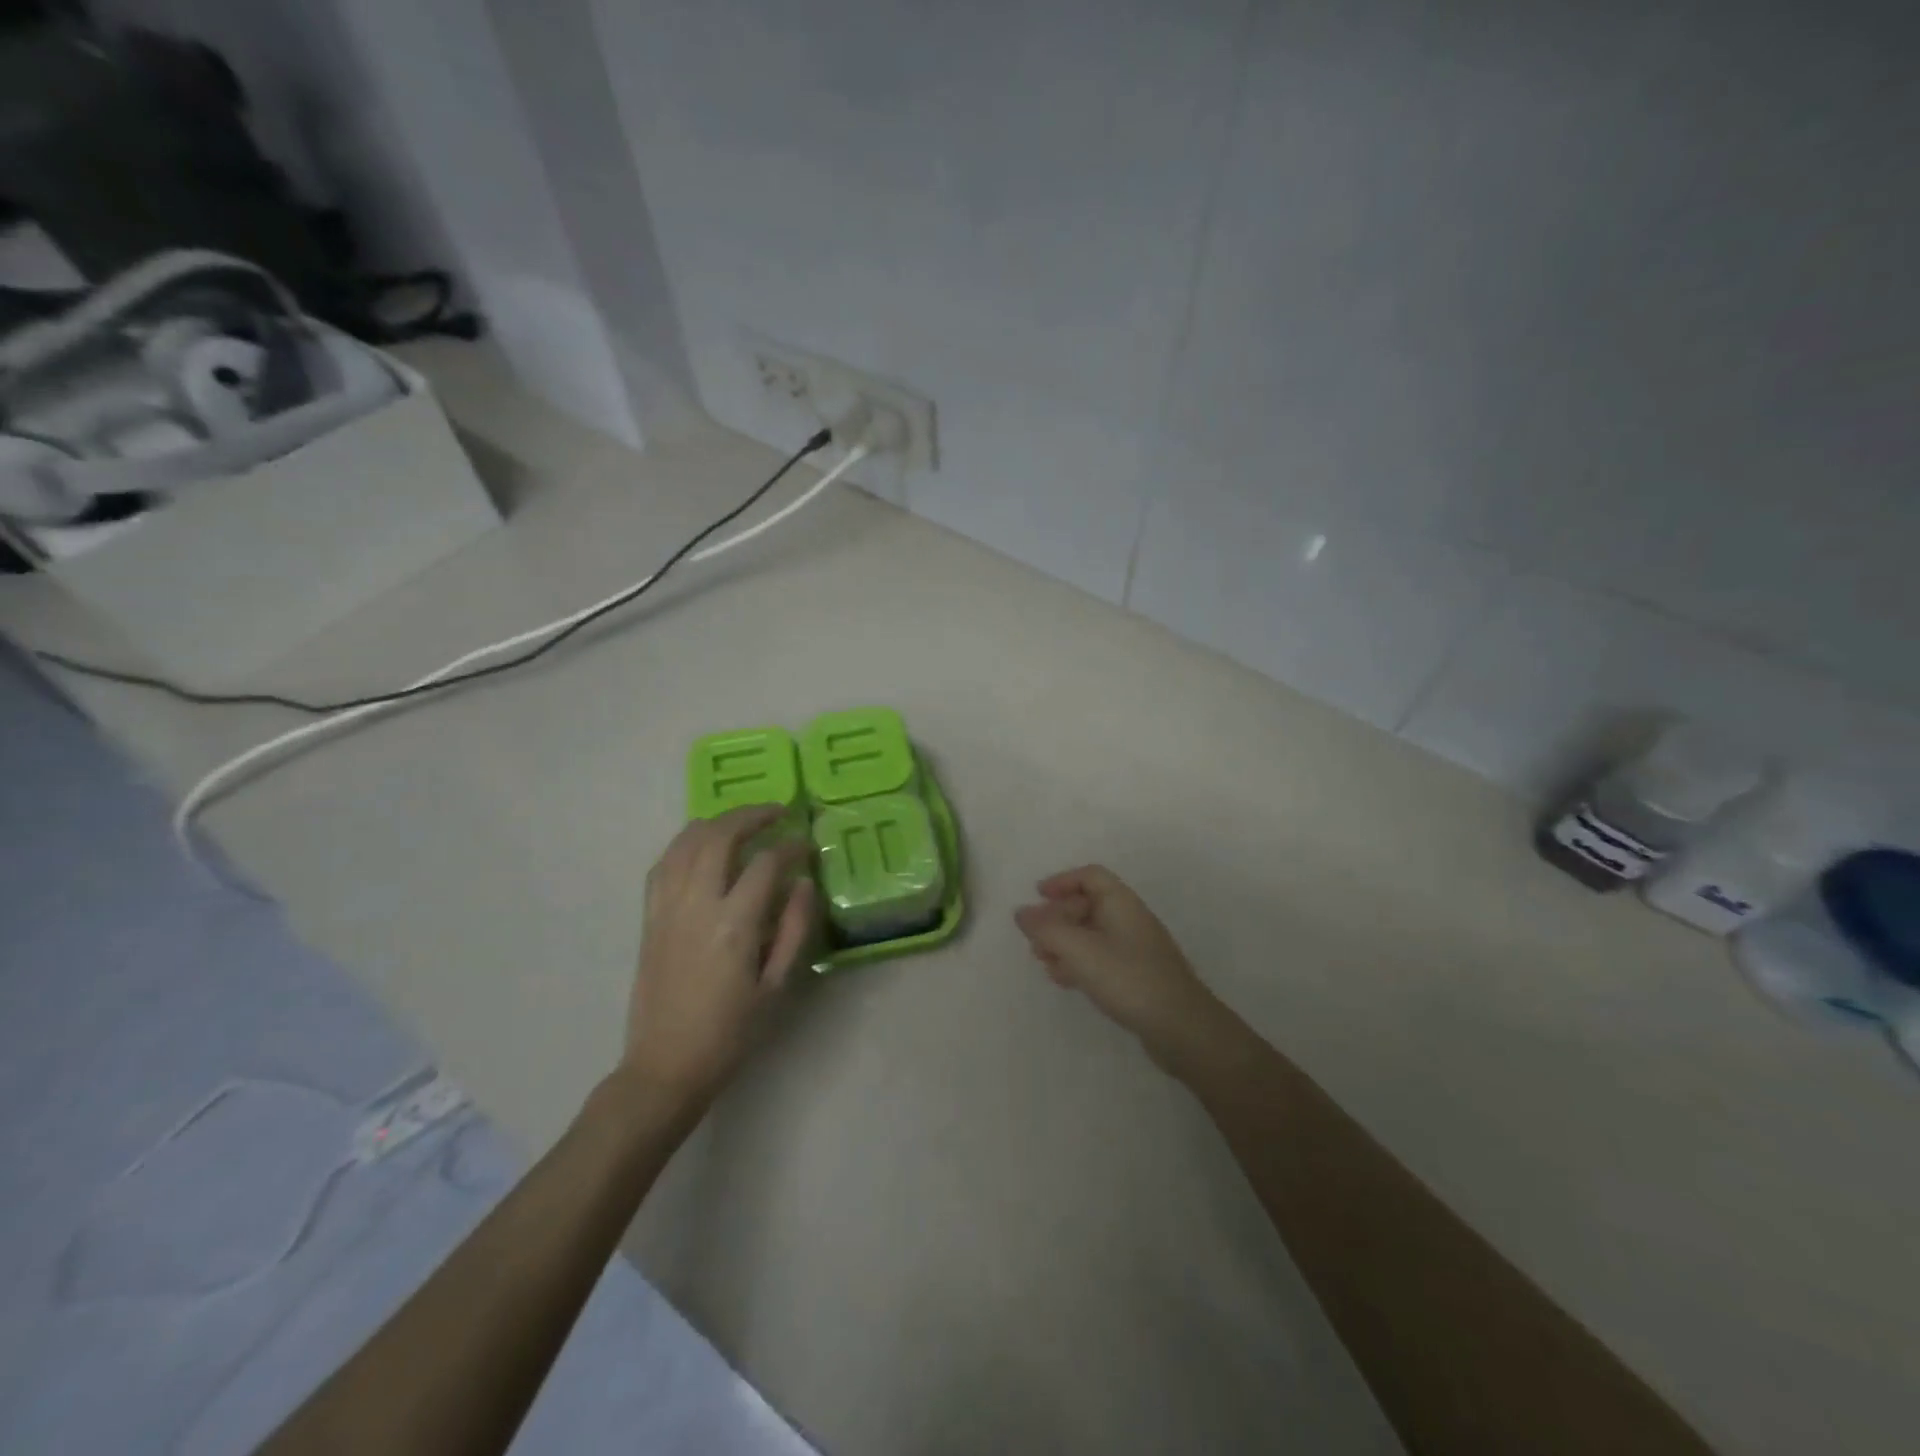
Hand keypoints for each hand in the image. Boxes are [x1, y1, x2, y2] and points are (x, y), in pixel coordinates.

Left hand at [623, 806, 814, 1107]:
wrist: (666, 1066)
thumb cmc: (731, 1033)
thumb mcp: (777, 986)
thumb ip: (794, 928)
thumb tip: (804, 882)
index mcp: (733, 924)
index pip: (766, 863)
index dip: (791, 847)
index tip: (807, 845)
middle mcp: (696, 904)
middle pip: (720, 836)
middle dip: (751, 816)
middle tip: (776, 813)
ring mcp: (666, 908)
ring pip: (686, 842)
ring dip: (717, 822)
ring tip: (742, 821)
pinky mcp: (649, 917)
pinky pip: (663, 863)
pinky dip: (685, 844)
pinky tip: (701, 846)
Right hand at [1015, 865, 1223, 1071]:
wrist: (1181, 1028)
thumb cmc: (1129, 979)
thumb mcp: (1080, 951)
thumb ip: (1046, 929)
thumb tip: (1021, 913)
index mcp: (1121, 903)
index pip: (1090, 876)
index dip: (1062, 881)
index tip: (1037, 896)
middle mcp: (1129, 919)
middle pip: (1088, 904)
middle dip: (1057, 917)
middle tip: (1035, 938)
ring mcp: (1135, 949)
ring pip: (1091, 933)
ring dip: (1064, 942)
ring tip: (1043, 961)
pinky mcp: (1136, 975)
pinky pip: (1100, 957)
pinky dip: (1078, 962)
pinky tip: (1064, 980)